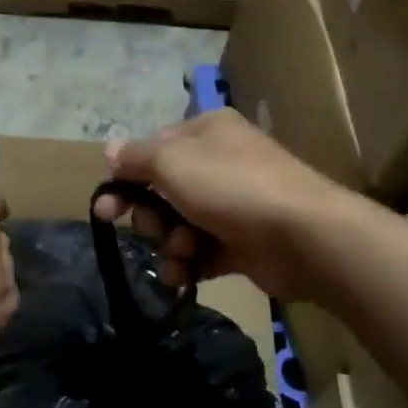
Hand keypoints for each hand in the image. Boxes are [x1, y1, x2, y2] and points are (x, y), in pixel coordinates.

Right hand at [93, 110, 343, 298]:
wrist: (302, 235)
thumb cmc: (230, 186)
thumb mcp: (172, 161)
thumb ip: (136, 157)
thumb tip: (109, 150)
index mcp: (206, 132)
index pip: (152, 149)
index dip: (126, 178)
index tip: (104, 208)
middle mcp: (220, 162)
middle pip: (163, 190)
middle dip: (151, 215)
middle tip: (151, 228)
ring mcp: (233, 204)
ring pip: (180, 224)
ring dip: (170, 243)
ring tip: (182, 252)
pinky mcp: (242, 242)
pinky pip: (201, 251)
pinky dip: (189, 263)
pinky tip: (184, 275)